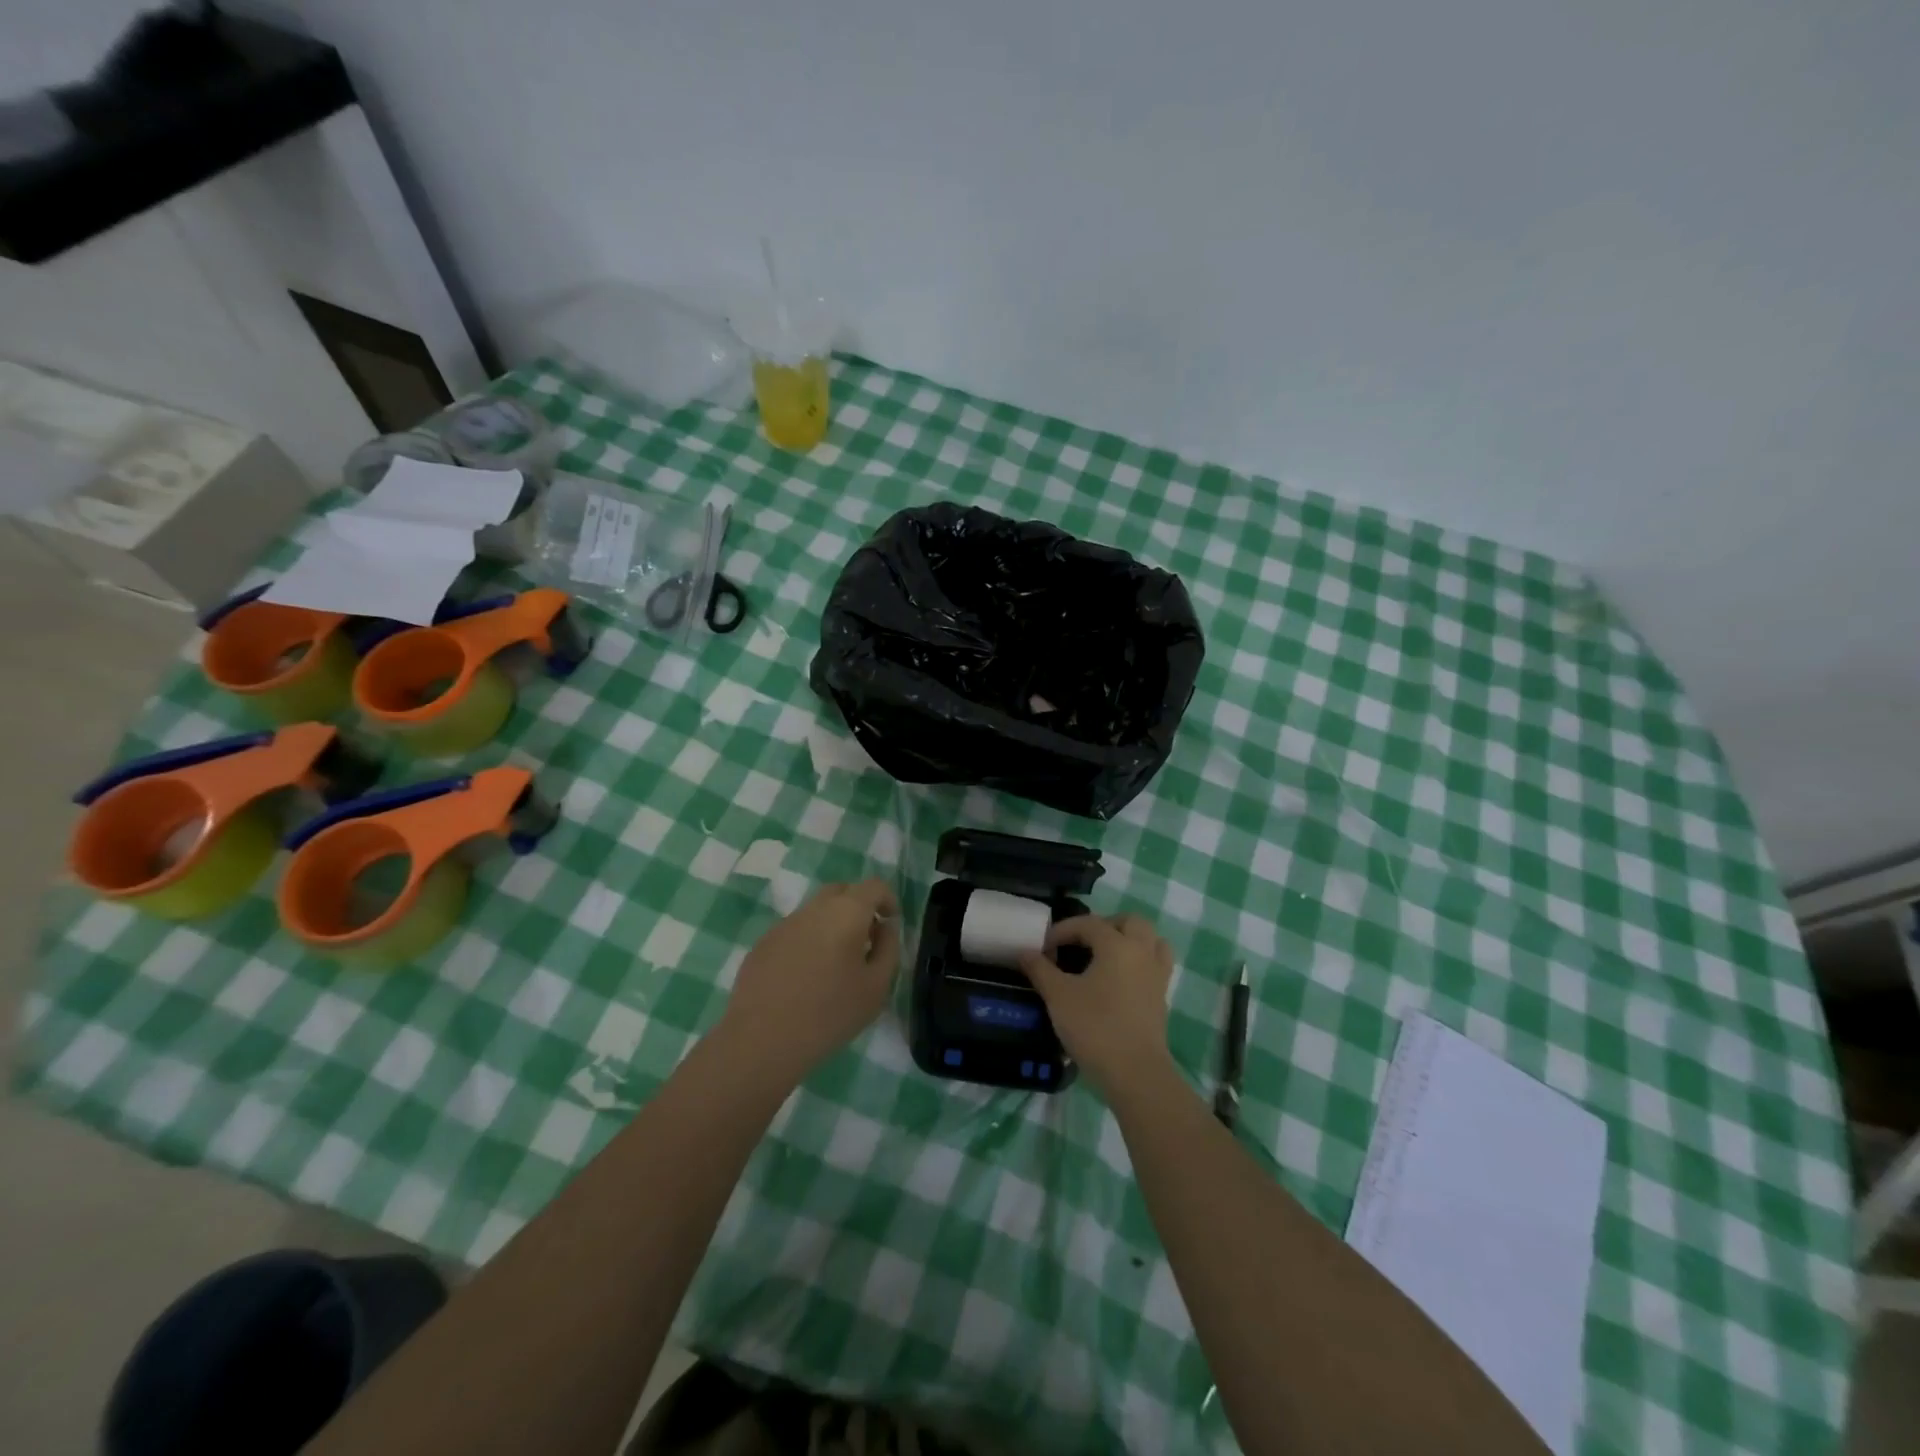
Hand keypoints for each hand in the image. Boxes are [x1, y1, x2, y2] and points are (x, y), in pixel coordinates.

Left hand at [720, 879, 900, 1081]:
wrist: (762, 1040)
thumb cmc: (830, 1014)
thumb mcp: (876, 986)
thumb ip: (888, 948)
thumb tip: (885, 927)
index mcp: (846, 912)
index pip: (873, 886)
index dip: (887, 899)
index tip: (891, 924)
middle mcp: (813, 908)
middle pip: (842, 891)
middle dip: (859, 907)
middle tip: (866, 940)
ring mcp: (784, 924)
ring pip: (816, 911)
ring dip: (832, 925)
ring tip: (835, 963)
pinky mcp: (763, 943)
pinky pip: (794, 931)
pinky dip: (808, 941)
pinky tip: (805, 977)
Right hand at [1019, 913, 1174, 1093]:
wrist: (1135, 1073)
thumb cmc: (1094, 1028)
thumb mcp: (1058, 996)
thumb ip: (1040, 969)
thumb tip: (1025, 951)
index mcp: (1117, 945)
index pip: (1088, 924)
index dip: (1063, 930)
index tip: (1043, 948)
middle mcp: (1142, 952)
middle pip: (1130, 922)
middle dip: (1105, 925)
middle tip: (1081, 942)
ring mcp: (1157, 975)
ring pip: (1151, 941)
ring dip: (1129, 940)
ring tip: (1105, 955)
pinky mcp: (1162, 998)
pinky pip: (1155, 965)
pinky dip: (1139, 962)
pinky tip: (1119, 980)